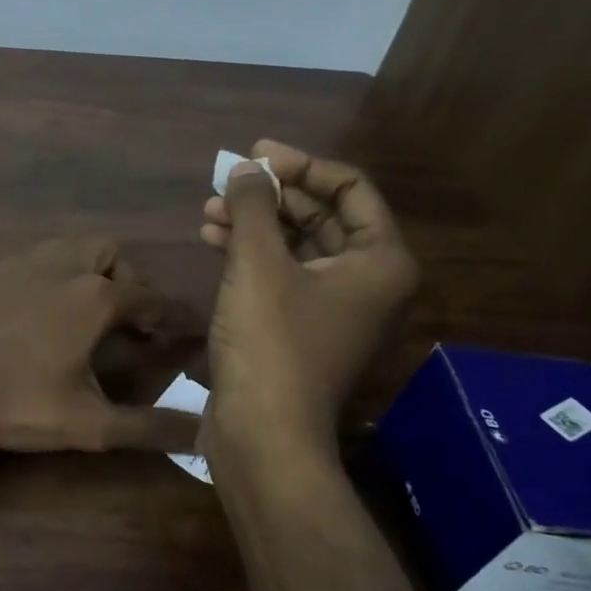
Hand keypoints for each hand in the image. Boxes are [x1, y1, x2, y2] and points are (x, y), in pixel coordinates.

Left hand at [0, 238, 203, 452]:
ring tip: (72, 312)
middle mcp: (55, 266)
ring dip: (76, 272)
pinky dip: (27, 286)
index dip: (171, 314)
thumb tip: (203, 438)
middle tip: (122, 316)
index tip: (183, 329)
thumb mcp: (90, 424)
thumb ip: (149, 428)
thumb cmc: (19, 404)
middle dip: (123, 277)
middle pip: (105, 251)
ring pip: (57, 250)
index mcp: (92, 297)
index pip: (149, 297)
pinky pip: (11, 269)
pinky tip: (14, 319)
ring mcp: (9, 265)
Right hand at [200, 140, 417, 454]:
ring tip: (209, 209)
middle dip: (271, 195)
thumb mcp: (258, 265)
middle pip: (322, 215)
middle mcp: (367, 280)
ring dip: (254, 223)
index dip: (301, 165)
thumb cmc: (271, 343)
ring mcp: (334, 307)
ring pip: (296, 245)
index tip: (255, 155)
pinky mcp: (301, 328)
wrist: (264, 435)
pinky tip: (212, 240)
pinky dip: (250, 254)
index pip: (350, 188)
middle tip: (227, 181)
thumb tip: (248, 167)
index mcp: (380, 261)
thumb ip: (253, 206)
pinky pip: (281, 274)